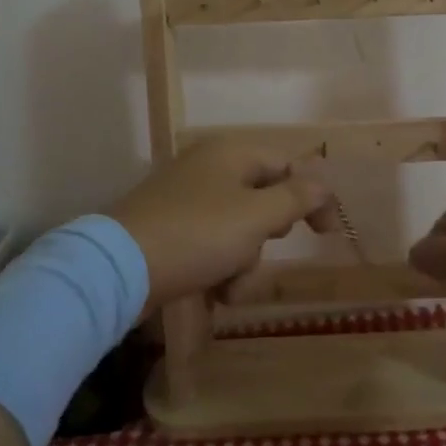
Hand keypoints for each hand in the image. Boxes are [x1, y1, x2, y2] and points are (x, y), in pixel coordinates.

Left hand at [109, 138, 337, 310]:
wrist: (119, 268)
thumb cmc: (198, 234)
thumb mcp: (257, 216)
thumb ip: (296, 198)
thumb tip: (323, 185)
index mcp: (231, 153)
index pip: (288, 166)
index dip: (313, 198)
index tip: (327, 235)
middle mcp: (209, 168)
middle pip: (262, 200)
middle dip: (267, 236)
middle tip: (260, 249)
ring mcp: (186, 199)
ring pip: (239, 230)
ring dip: (243, 262)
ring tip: (229, 285)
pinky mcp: (169, 230)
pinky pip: (211, 246)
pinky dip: (218, 269)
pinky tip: (212, 293)